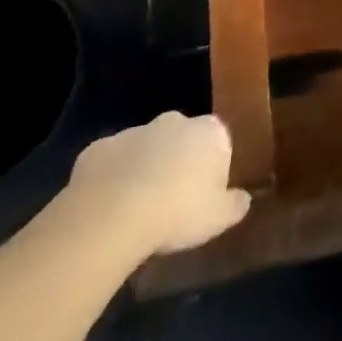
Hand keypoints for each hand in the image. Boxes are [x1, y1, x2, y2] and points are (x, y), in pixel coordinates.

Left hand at [65, 113, 250, 256]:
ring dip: (142, 168)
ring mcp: (134, 132)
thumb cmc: (177, 213)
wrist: (111, 218)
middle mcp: (175, 121)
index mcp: (210, 132)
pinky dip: (110, 178)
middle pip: (180, 138)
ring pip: (143, 148)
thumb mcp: (218, 218)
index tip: (203, 195)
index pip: (218, 141)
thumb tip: (243, 199)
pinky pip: (109, 162)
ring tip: (134, 209)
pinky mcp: (98, 149)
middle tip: (169, 200)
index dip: (211, 167)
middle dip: (176, 161)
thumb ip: (235, 205)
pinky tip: (105, 207)